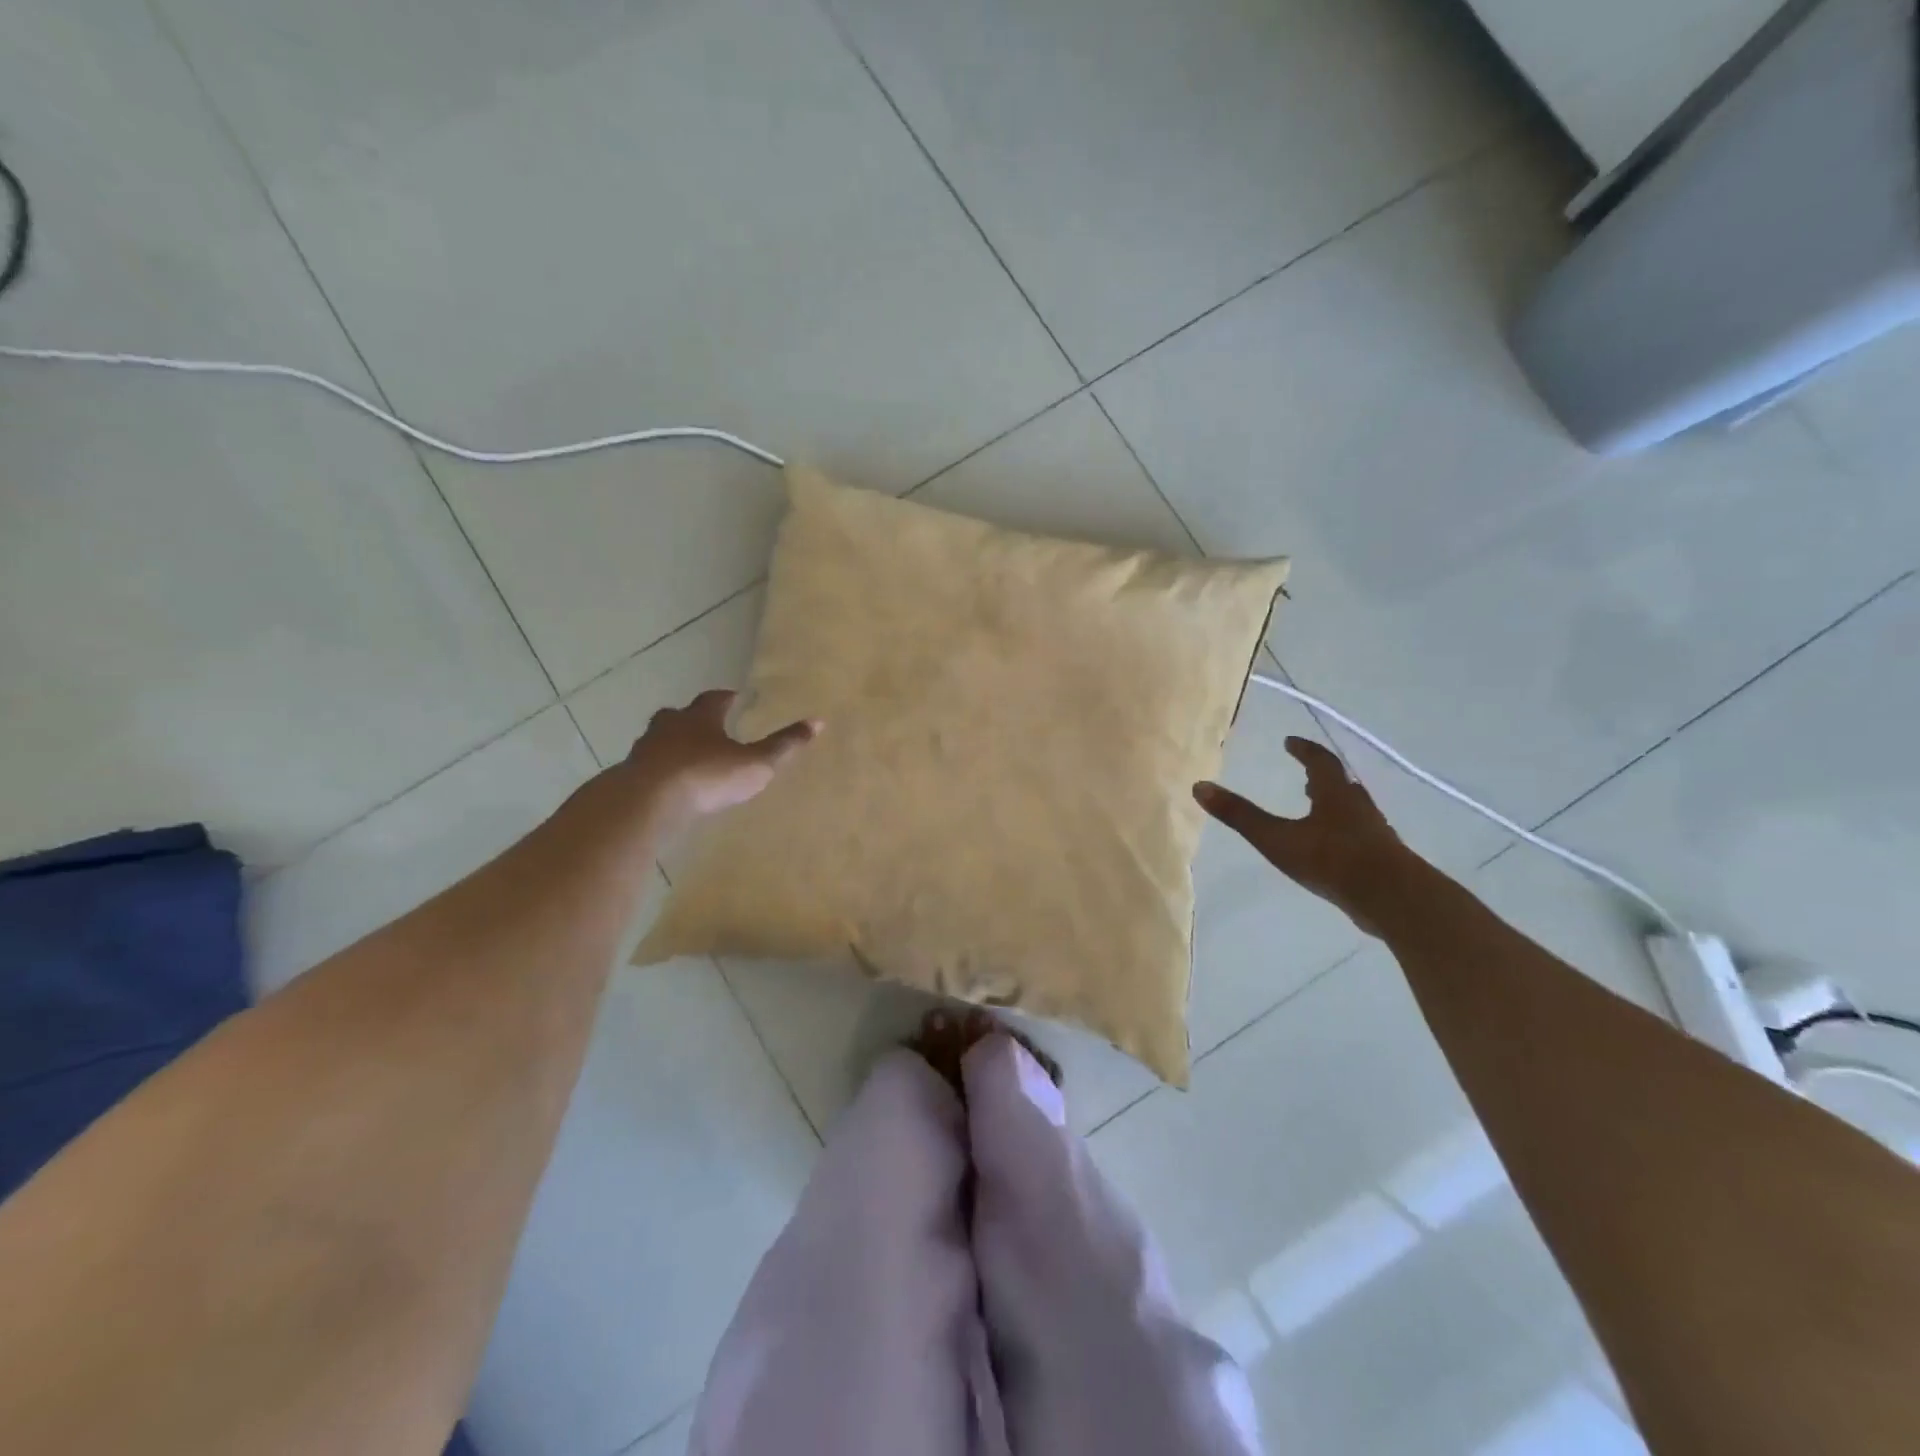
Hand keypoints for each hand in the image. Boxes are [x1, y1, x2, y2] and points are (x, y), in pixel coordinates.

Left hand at [622, 689, 819, 830]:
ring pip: (659, 740)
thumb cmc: (707, 775)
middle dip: (693, 719)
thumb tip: (818, 722)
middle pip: (679, 715)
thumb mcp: (755, 764)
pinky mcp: (630, 776)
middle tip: (705, 726)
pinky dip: (658, 771)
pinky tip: (667, 785)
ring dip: (672, 745)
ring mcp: (645, 750)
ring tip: (686, 757)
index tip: (734, 698)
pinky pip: (647, 768)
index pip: (714, 699)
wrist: (648, 801)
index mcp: (700, 717)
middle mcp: (669, 726)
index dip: (726, 698)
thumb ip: (784, 746)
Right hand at [1195, 737, 1409, 935]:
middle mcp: (1358, 807)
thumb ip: (1240, 815)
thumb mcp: (1277, 838)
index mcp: (1334, 795)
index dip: (1304, 750)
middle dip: (1322, 777)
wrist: (1392, 898)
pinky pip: (1361, 834)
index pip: (1321, 762)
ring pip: (1353, 809)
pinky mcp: (1383, 858)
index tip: (1290, 742)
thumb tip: (1199, 787)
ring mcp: (1375, 833)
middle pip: (1341, 784)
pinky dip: (1345, 831)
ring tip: (1319, 808)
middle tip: (1307, 775)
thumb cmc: (1332, 860)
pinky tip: (1335, 848)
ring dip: (1335, 803)